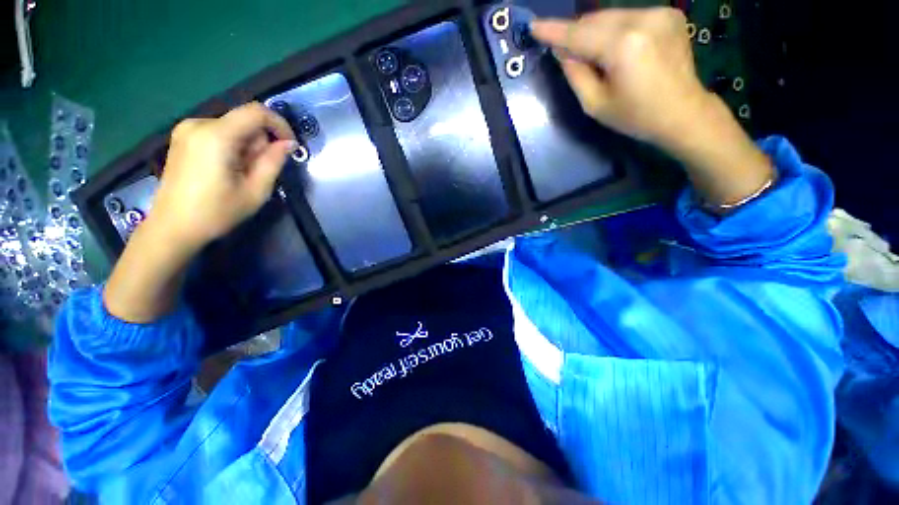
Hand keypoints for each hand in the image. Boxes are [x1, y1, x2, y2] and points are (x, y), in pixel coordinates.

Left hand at [150, 102, 296, 253]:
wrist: (173, 227)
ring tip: (242, 174)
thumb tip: (288, 143)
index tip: (290, 145)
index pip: (256, 112)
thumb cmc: (217, 212)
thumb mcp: (256, 191)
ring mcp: (187, 129)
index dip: (280, 124)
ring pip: (234, 127)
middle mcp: (198, 123)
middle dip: (261, 142)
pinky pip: (220, 132)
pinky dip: (233, 146)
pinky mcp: (183, 137)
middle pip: (245, 121)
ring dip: (248, 147)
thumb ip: (274, 162)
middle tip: (261, 171)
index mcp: (216, 136)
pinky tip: (228, 169)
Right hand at [531, 8, 709, 147]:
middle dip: (576, 34)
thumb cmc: (635, 116)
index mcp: (623, 46)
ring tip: (595, 57)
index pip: (579, 34)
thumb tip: (562, 51)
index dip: (553, 31)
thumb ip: (575, 74)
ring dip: (595, 32)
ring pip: (611, 16)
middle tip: (566, 54)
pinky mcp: (669, 14)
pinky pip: (629, 17)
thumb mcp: (595, 104)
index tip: (533, 26)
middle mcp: (643, 19)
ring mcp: (660, 13)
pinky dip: (615, 30)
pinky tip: (617, 50)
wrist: (683, 113)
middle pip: (595, 19)